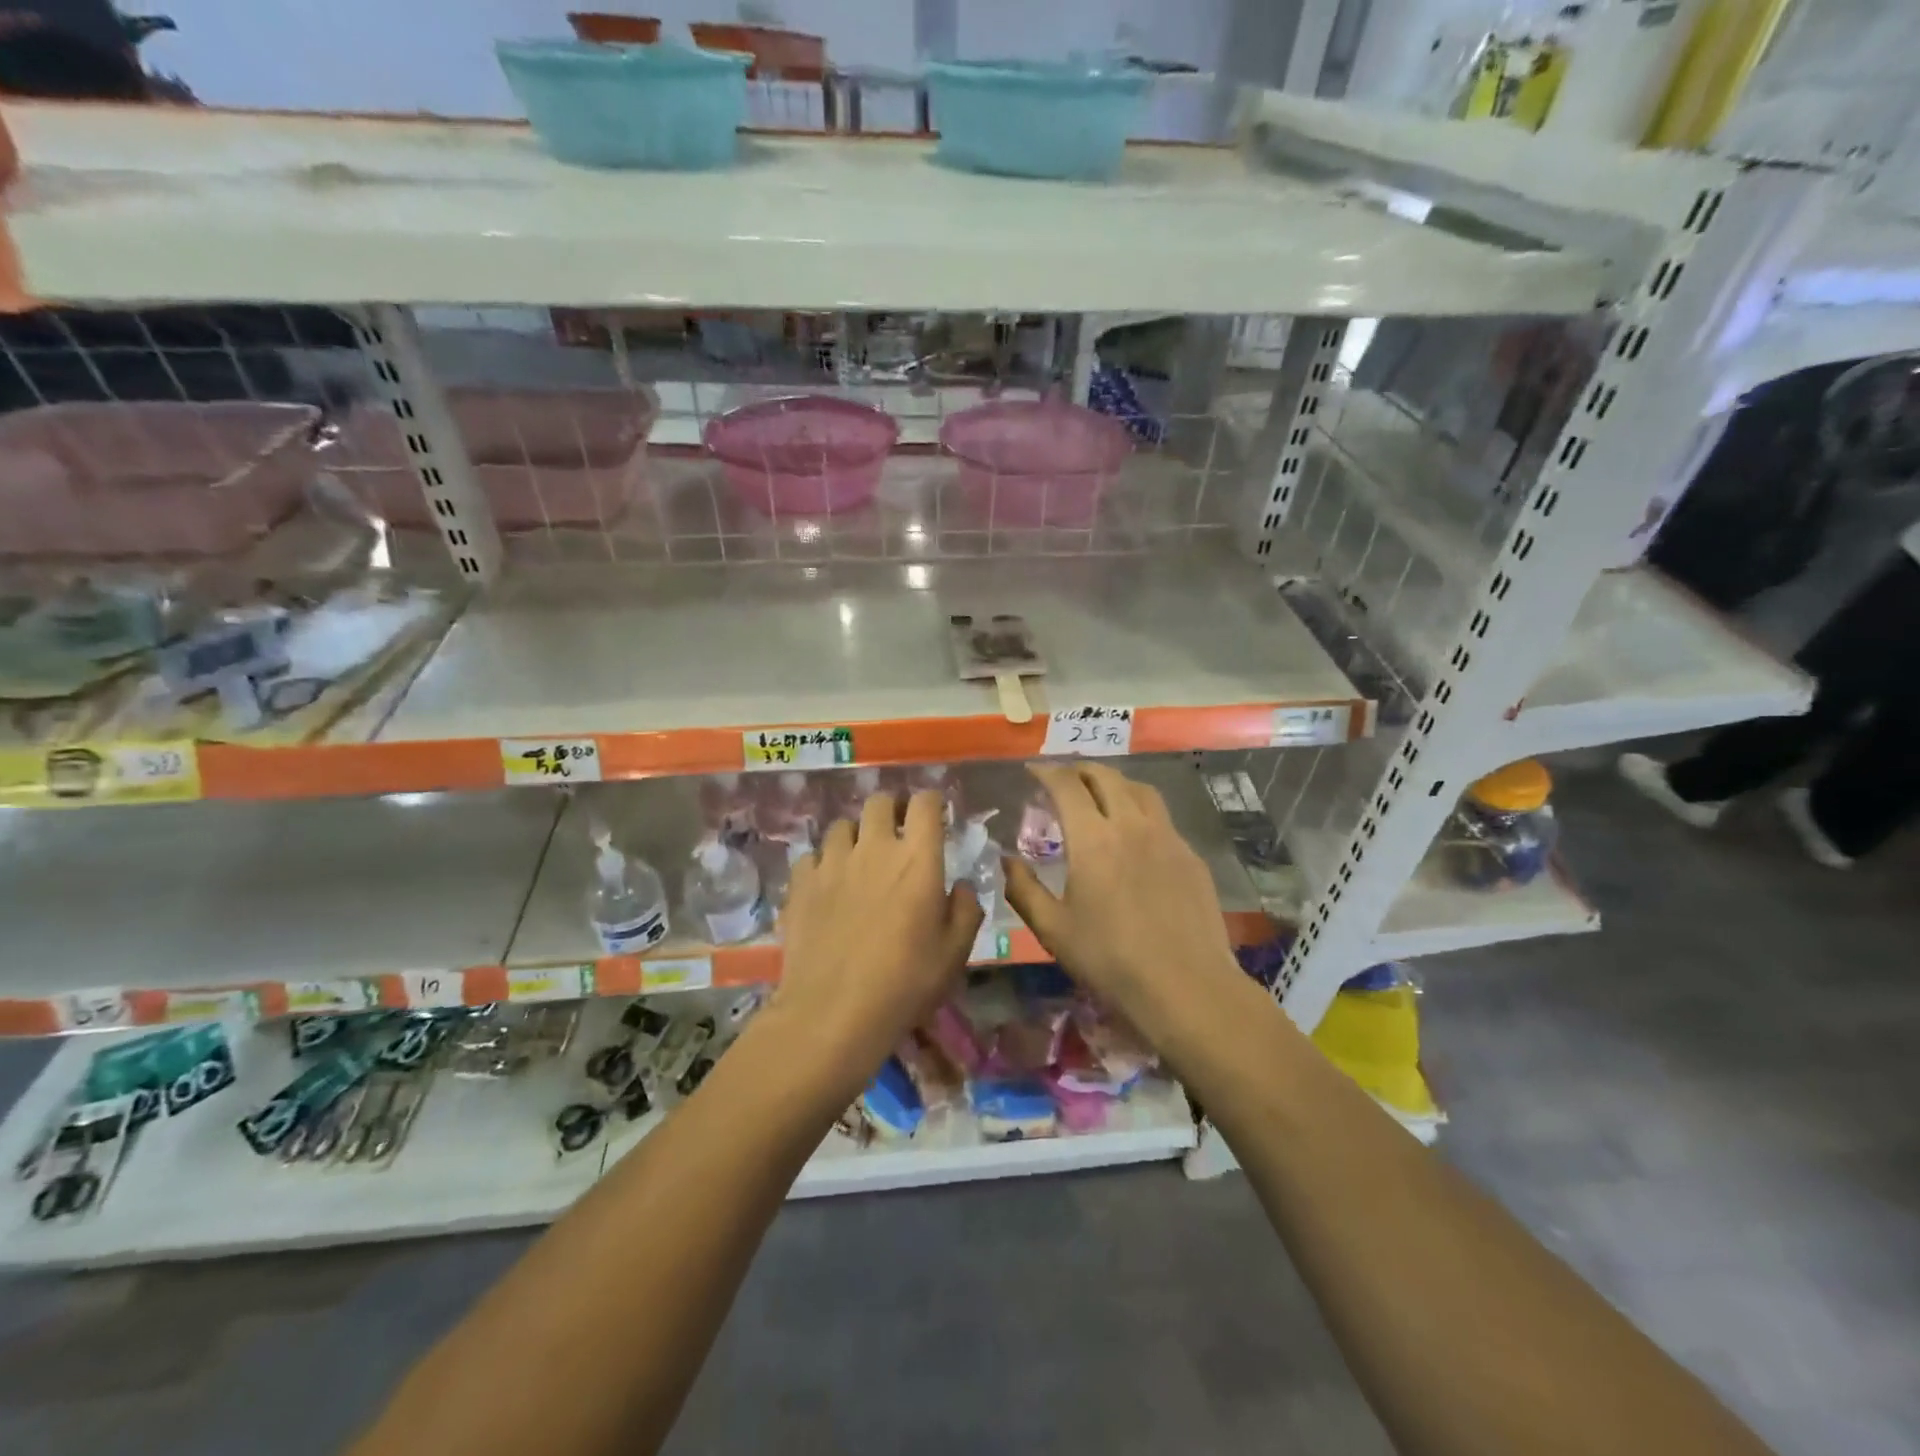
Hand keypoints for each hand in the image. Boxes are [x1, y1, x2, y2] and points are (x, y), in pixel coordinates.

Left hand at [773, 790, 982, 1098]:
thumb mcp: (954, 953)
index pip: (925, 803)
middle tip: (897, 834)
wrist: (834, 1013)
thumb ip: (965, 910)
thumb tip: (960, 886)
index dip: (932, 803)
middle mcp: (873, 847)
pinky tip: (826, 886)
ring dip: (855, 835)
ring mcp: (832, 862)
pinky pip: (811, 856)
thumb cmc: (905, 982)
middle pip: (879, 802)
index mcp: (917, 858)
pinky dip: (822, 863)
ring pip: (842, 825)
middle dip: (892, 810)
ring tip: (858, 859)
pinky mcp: (800, 882)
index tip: (935, 816)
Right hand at [1003, 763, 1244, 1046]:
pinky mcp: (1191, 857)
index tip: (1033, 771)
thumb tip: (1006, 860)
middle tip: (1064, 779)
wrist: (1186, 987)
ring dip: (1114, 783)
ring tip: (1101, 795)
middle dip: (1080, 770)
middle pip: (1106, 777)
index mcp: (1093, 839)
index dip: (1046, 772)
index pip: (1066, 785)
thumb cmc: (1110, 960)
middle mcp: (1132, 825)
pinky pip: (1162, 818)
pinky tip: (1136, 837)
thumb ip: (1024, 890)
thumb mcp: (1053, 930)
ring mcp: (1168, 838)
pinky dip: (1140, 811)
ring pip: (1141, 790)